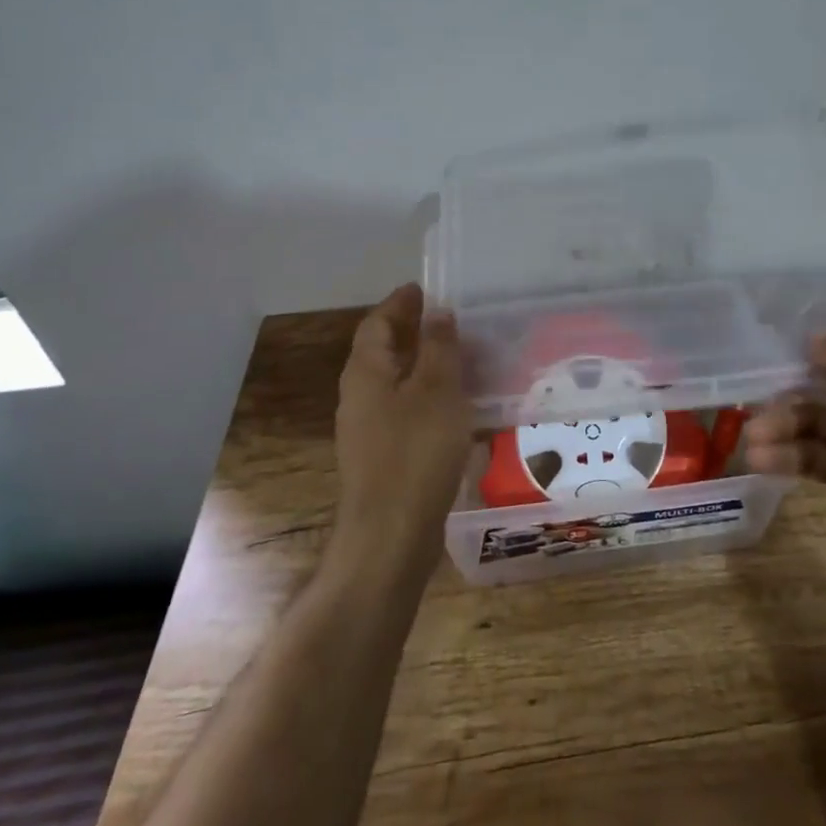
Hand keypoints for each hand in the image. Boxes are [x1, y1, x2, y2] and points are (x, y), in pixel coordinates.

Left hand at [331, 283, 475, 571]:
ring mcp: (368, 431)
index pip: (377, 323)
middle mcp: (359, 397)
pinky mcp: (383, 458)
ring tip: (465, 360)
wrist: (391, 537)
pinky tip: (460, 408)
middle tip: (454, 322)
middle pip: (384, 352)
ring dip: (426, 367)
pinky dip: (430, 399)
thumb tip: (438, 312)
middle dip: (416, 333)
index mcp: (366, 372)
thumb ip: (439, 347)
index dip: (400, 304)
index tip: (425, 289)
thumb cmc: (415, 453)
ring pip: (398, 384)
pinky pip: (406, 413)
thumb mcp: (437, 390)